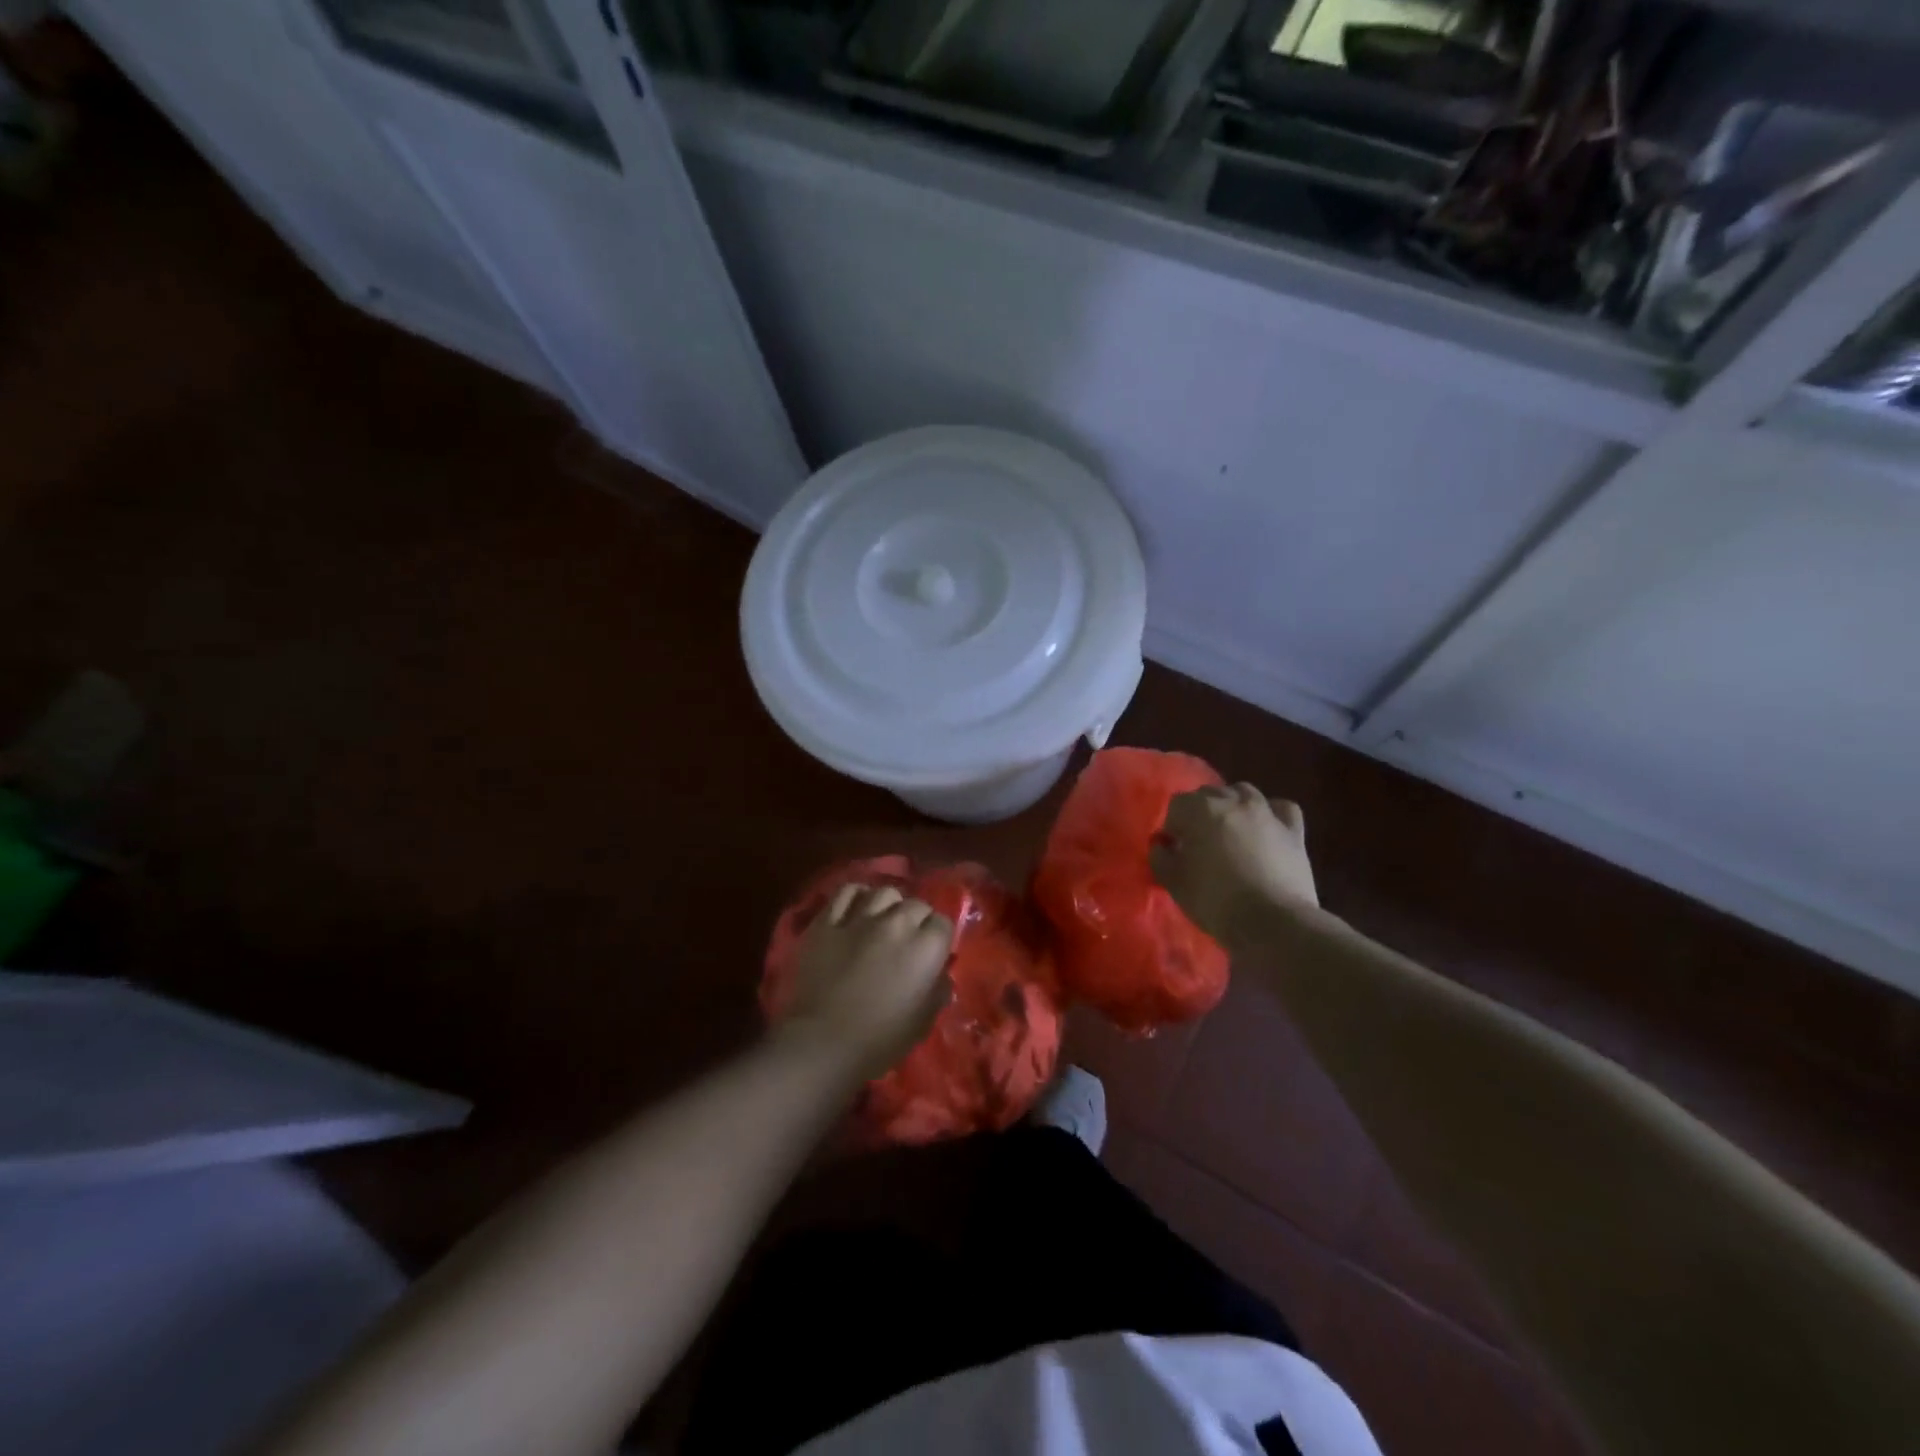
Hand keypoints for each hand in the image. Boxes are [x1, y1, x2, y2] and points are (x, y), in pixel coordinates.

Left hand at [777, 884, 953, 1081]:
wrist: (822, 1043)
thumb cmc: (880, 1040)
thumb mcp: (924, 1021)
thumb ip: (938, 989)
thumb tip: (940, 972)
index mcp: (925, 947)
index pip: (943, 923)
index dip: (938, 938)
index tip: (931, 953)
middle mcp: (897, 922)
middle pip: (916, 905)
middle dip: (916, 920)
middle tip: (907, 941)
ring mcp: (859, 918)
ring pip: (883, 892)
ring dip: (889, 905)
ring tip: (883, 921)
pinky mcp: (827, 921)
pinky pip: (846, 892)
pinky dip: (856, 896)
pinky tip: (856, 908)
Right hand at [1150, 784, 1318, 946]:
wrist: (1271, 921)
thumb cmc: (1214, 900)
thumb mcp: (1173, 882)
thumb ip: (1160, 857)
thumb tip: (1161, 844)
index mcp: (1199, 810)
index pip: (1177, 804)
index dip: (1172, 826)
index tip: (1174, 849)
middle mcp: (1232, 801)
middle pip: (1209, 793)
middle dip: (1200, 812)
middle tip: (1199, 842)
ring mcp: (1266, 813)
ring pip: (1244, 792)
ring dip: (1232, 805)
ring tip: (1230, 831)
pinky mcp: (1293, 830)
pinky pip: (1281, 808)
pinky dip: (1271, 812)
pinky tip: (1266, 827)